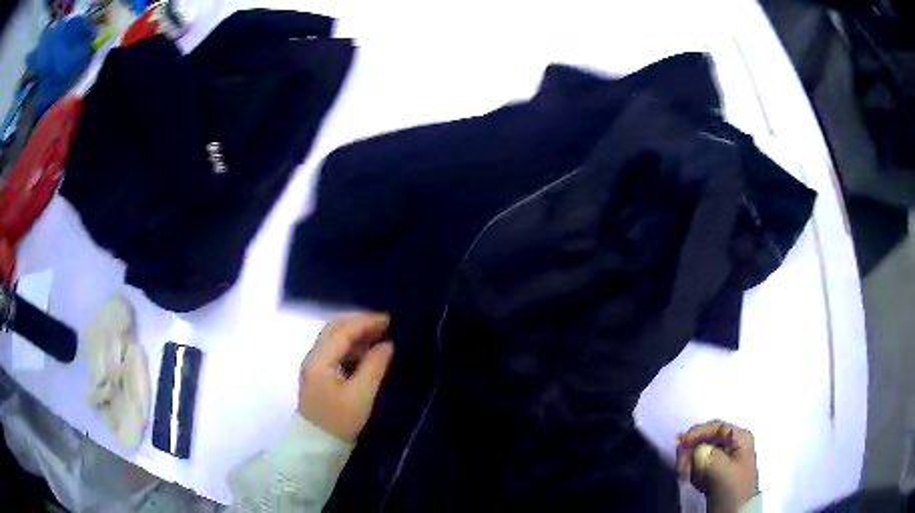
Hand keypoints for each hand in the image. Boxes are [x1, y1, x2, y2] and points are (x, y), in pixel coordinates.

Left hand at [298, 313, 393, 441]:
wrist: (317, 445)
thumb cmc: (339, 421)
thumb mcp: (361, 395)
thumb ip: (374, 366)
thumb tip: (388, 344)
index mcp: (320, 360)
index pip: (343, 331)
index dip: (366, 322)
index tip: (390, 320)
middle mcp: (313, 357)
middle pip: (334, 329)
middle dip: (359, 323)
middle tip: (385, 325)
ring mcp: (313, 366)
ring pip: (333, 339)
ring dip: (354, 333)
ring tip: (379, 336)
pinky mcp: (317, 375)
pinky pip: (333, 350)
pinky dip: (350, 345)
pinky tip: (365, 352)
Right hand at [676, 421, 758, 512]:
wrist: (737, 512)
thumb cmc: (735, 491)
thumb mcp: (724, 471)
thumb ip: (710, 456)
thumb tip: (696, 449)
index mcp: (740, 439)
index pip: (716, 427)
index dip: (698, 432)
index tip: (681, 442)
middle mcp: (733, 446)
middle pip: (706, 440)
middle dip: (691, 451)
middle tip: (681, 463)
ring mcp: (724, 460)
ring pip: (700, 454)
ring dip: (690, 463)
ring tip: (685, 474)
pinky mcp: (715, 474)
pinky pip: (699, 467)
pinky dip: (692, 472)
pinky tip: (692, 481)